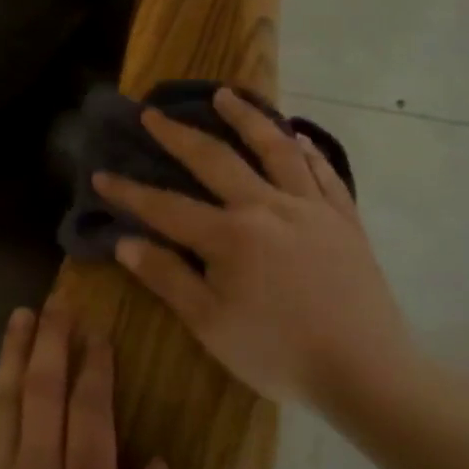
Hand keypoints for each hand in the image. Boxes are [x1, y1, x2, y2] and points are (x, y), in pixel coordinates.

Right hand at [92, 87, 412, 407]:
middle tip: (153, 114)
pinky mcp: (344, 219)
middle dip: (178, 135)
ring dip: (246, 118)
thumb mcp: (210, 325)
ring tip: (226, 94)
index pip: (165, 207)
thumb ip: (167, 278)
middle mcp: (267, 207)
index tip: (101, 174)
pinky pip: (323, 172)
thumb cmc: (278, 354)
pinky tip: (295, 135)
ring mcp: (311, 208)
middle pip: (215, 160)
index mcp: (230, 236)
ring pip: (275, 149)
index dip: (129, 192)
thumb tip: (125, 242)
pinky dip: (305, 148)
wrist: (367, 373)